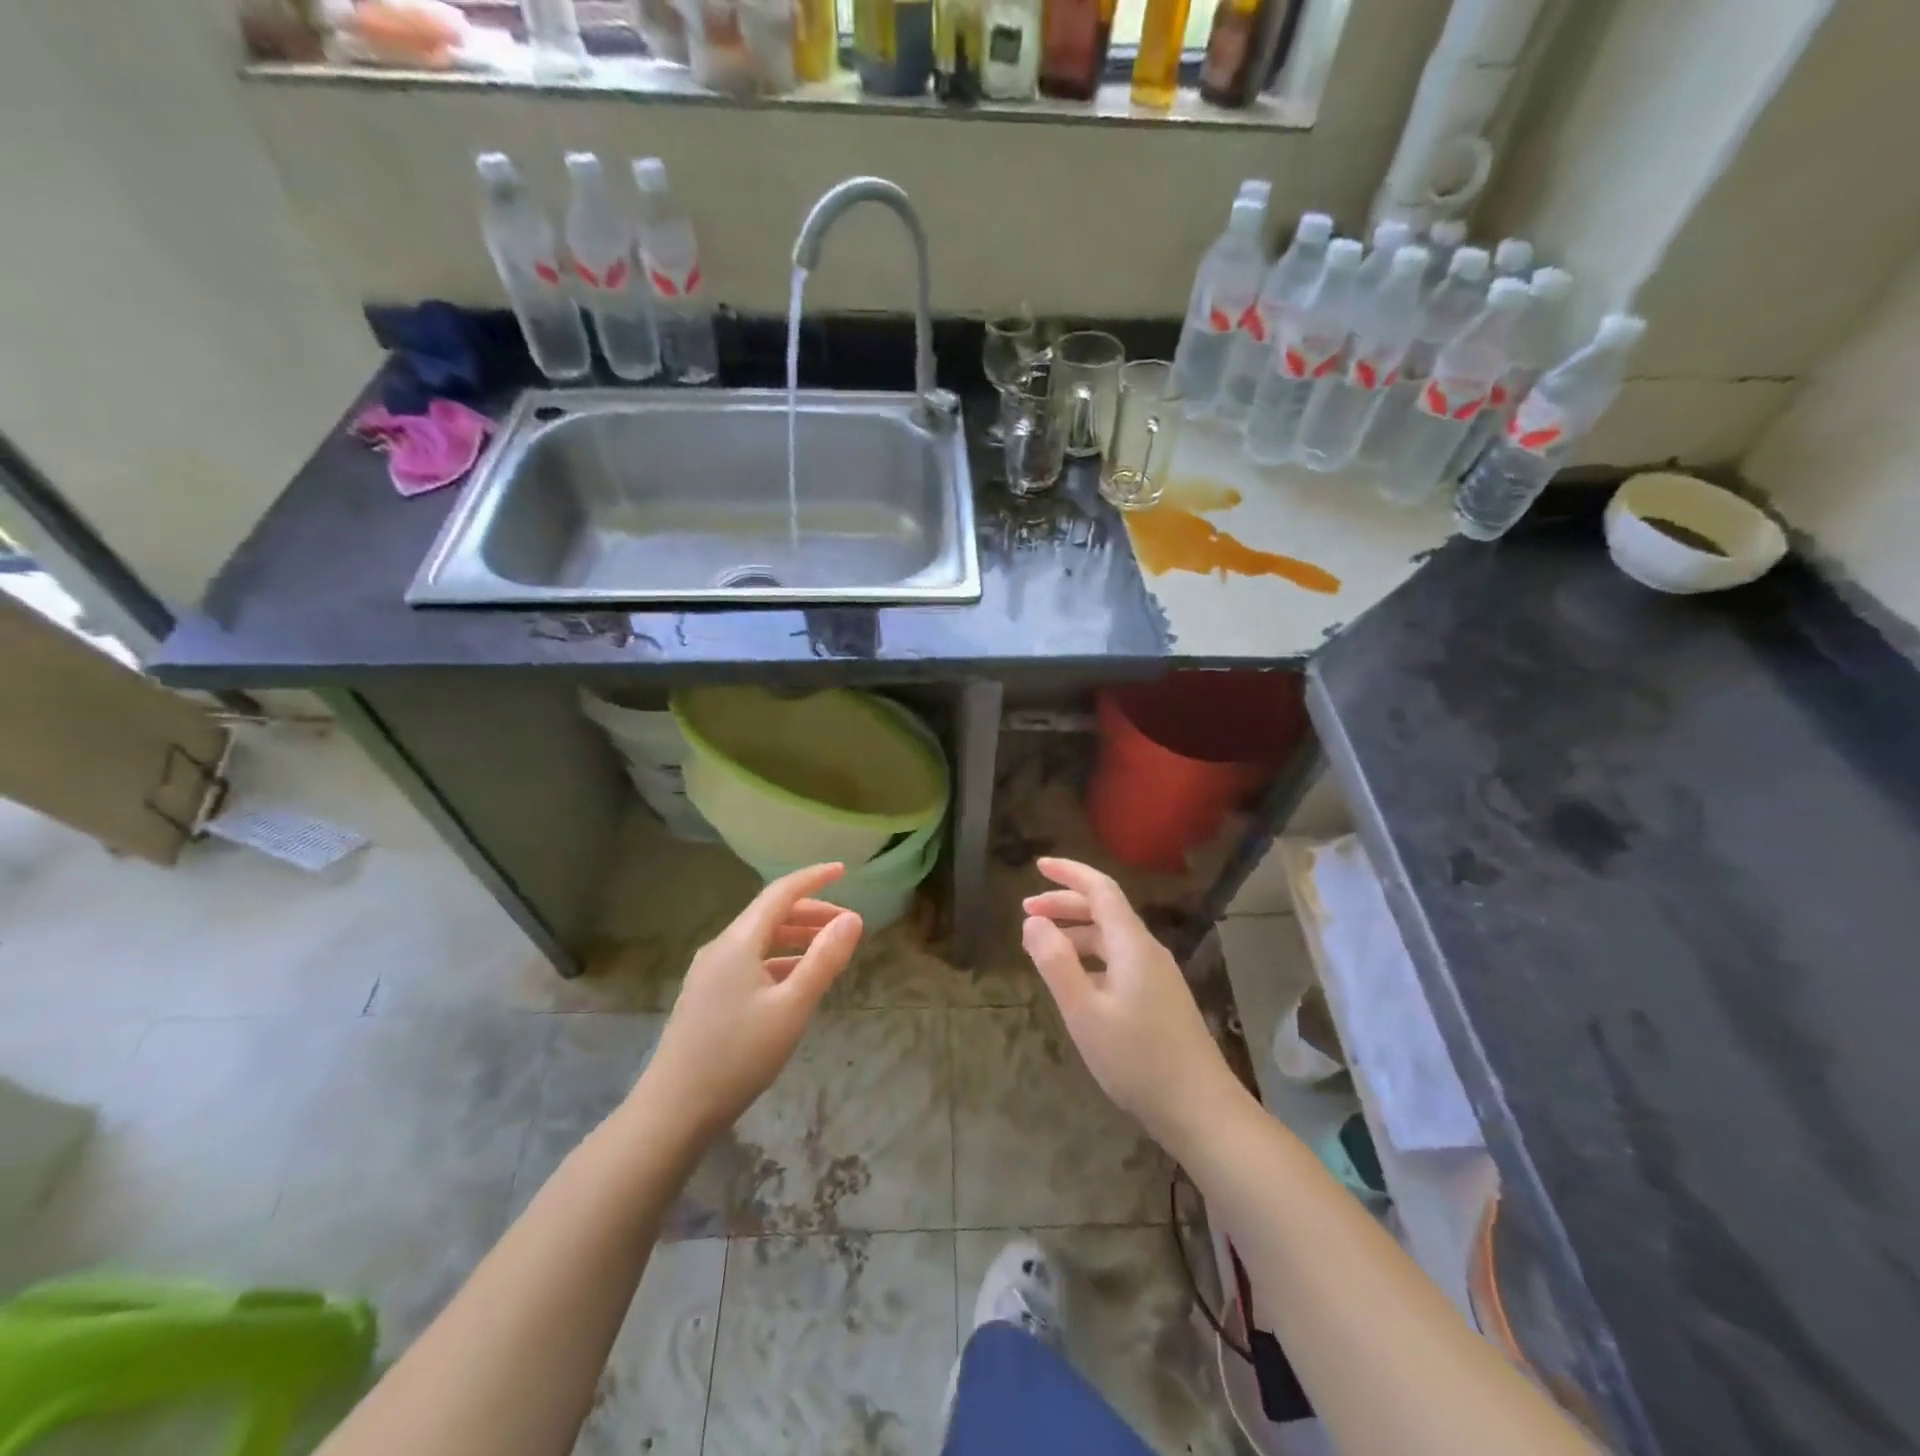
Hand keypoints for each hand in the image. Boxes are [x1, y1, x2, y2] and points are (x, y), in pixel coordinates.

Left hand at [637, 864, 863, 1139]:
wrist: (674, 1110)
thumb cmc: (738, 1055)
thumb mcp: (792, 1007)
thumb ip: (824, 959)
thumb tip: (853, 918)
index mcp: (738, 941)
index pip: (780, 893)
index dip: (814, 879)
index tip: (843, 870)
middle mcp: (721, 948)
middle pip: (771, 915)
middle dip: (811, 913)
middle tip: (848, 925)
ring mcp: (710, 973)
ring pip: (760, 940)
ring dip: (797, 938)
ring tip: (830, 952)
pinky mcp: (707, 996)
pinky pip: (750, 963)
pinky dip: (780, 961)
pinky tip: (797, 983)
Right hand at [1022, 857, 1243, 1154]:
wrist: (1201, 1110)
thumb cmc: (1137, 1059)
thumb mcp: (1084, 1012)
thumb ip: (1055, 963)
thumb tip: (1033, 922)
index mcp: (1132, 944)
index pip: (1100, 889)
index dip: (1069, 873)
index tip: (1037, 866)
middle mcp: (1147, 950)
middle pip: (1104, 911)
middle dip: (1064, 904)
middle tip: (1026, 912)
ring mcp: (1157, 975)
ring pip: (1111, 937)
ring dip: (1075, 932)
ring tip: (1041, 946)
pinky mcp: (1160, 998)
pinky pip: (1118, 960)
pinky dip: (1090, 956)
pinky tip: (1075, 980)